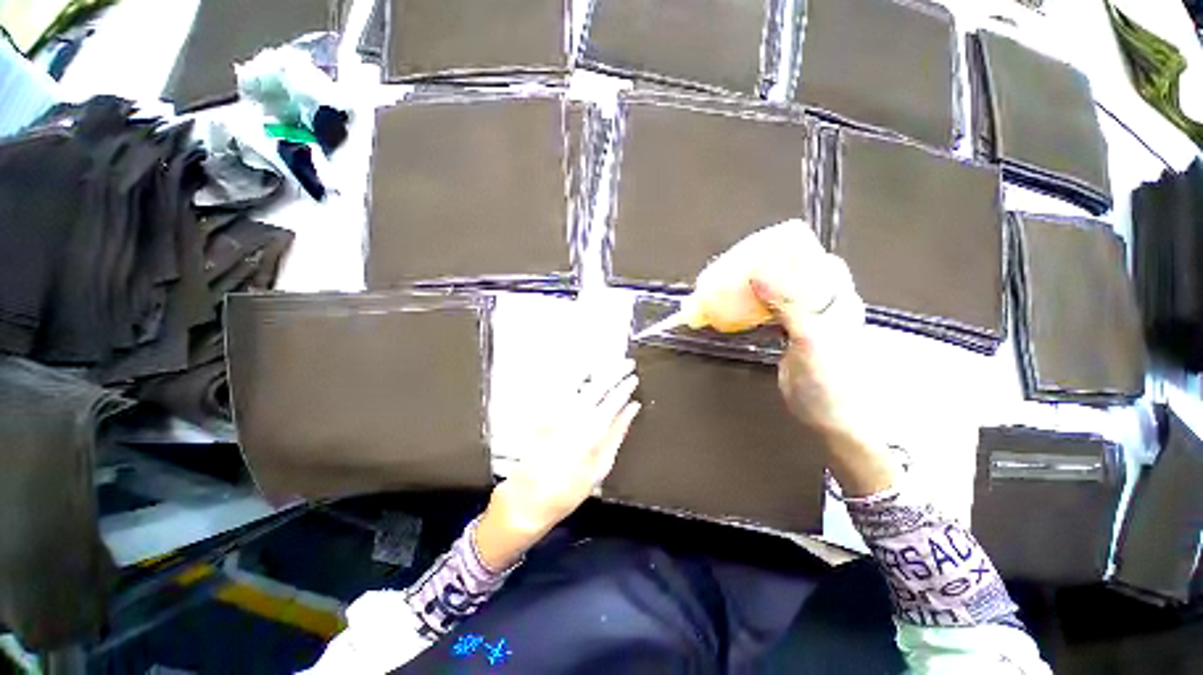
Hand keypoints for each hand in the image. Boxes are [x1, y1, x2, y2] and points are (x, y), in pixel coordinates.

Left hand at [475, 360, 640, 569]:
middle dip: (616, 370)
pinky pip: (560, 385)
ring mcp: (556, 409)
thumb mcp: (601, 466)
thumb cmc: (568, 488)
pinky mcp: (543, 410)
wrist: (528, 497)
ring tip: (607, 363)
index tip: (634, 378)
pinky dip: (574, 375)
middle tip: (627, 363)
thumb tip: (631, 410)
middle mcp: (574, 413)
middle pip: (599, 383)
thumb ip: (617, 432)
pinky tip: (582, 372)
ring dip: (596, 368)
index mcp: (592, 429)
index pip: (615, 398)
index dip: (626, 386)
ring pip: (579, 379)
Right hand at [750, 254, 896, 496]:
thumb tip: (758, 273)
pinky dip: (757, 308)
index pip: (821, 262)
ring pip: (783, 295)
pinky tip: (742, 309)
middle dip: (772, 267)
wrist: (831, 418)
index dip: (798, 250)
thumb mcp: (811, 337)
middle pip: (798, 276)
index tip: (767, 246)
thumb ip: (788, 304)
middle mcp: (824, 306)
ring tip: (737, 283)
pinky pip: (773, 314)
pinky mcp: (791, 338)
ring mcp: (807, 322)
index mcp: (838, 299)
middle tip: (743, 265)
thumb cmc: (830, 379)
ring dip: (762, 288)